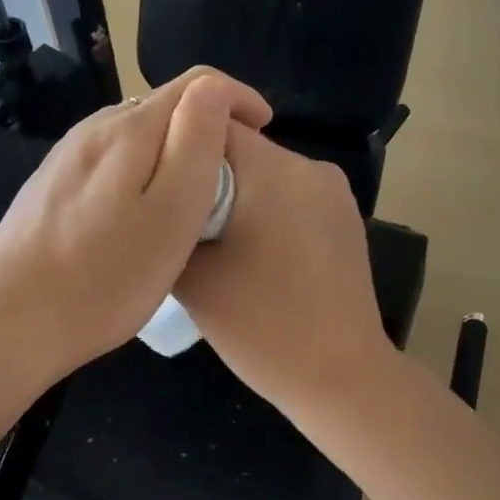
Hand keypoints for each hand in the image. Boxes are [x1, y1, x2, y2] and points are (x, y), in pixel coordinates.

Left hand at [0, 67, 272, 431]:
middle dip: (205, 128)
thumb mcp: (171, 213)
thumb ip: (196, 143)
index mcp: (128, 130)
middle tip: (232, 176)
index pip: (196, 84)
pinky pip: (109, 163)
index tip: (264, 131)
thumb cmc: (105, 278)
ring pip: (134, 136)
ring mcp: (66, 158)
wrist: (10, 322)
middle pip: (162, 107)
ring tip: (192, 198)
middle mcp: (93, 130)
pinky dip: (139, 173)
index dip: (237, 98)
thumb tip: (213, 89)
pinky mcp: (50, 187)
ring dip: (171, 152)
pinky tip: (139, 215)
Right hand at [175, 126, 395, 415]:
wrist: (340, 376)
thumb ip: (169, 224)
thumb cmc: (262, 327)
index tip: (153, 183)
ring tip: (213, 242)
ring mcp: (335, 191)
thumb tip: (161, 201)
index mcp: (273, 170)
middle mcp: (311, 166)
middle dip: (206, 176)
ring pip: (266, 173)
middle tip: (178, 221)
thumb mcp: (193, 278)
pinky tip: (252, 254)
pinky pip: (291, 196)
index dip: (173, 147)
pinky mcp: (345, 217)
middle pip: (241, 148)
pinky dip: (265, 211)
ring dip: (236, 196)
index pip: (208, 123)